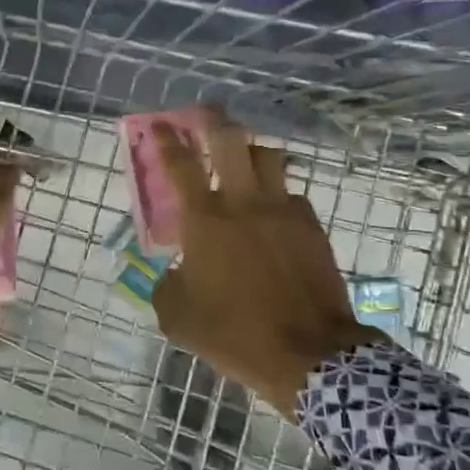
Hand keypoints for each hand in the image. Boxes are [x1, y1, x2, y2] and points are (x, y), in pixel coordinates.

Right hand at [151, 115, 384, 416]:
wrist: (308, 354)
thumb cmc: (234, 334)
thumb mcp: (177, 317)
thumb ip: (167, 284)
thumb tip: (177, 271)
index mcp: (205, 220)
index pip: (179, 164)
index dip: (164, 139)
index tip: (158, 125)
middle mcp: (244, 203)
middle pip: (230, 139)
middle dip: (214, 120)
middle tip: (206, 115)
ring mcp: (283, 210)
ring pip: (268, 157)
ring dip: (250, 152)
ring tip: (243, 161)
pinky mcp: (311, 226)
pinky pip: (292, 194)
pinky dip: (278, 195)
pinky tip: (273, 214)